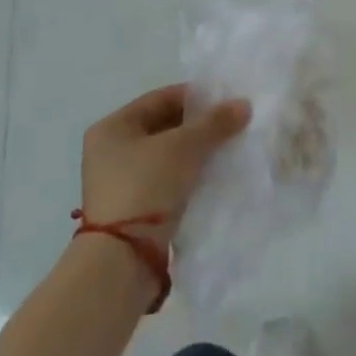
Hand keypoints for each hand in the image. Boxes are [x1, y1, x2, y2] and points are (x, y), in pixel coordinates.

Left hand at [79, 85, 250, 245]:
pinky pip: (168, 179)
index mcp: (112, 127)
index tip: (227, 100)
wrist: (123, 258)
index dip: (196, 96)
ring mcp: (121, 181)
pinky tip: (215, 173)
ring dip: (197, 151)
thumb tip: (244, 105)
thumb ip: (215, 123)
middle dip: (199, 126)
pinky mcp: (134, 207)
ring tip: (229, 147)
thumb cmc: (146, 186)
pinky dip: (190, 173)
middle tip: (233, 124)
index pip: (161, 98)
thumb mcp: (184, 147)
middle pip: (165, 126)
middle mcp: (111, 150)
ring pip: (169, 154)